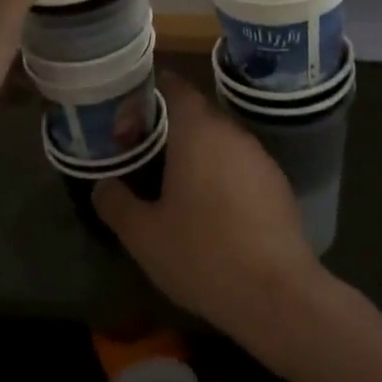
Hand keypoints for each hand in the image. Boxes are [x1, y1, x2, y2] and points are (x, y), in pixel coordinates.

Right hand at [93, 74, 326, 343]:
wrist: (277, 293)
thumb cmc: (202, 254)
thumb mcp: (143, 235)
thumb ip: (116, 203)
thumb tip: (103, 185)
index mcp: (197, 131)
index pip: (175, 88)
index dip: (151, 93)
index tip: (130, 115)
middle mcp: (232, 132)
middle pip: (197, 114)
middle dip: (169, 127)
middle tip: (143, 153)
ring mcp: (260, 156)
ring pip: (220, 140)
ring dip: (196, 153)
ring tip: (173, 184)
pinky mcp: (278, 183)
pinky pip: (241, 164)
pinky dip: (221, 174)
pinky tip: (211, 209)